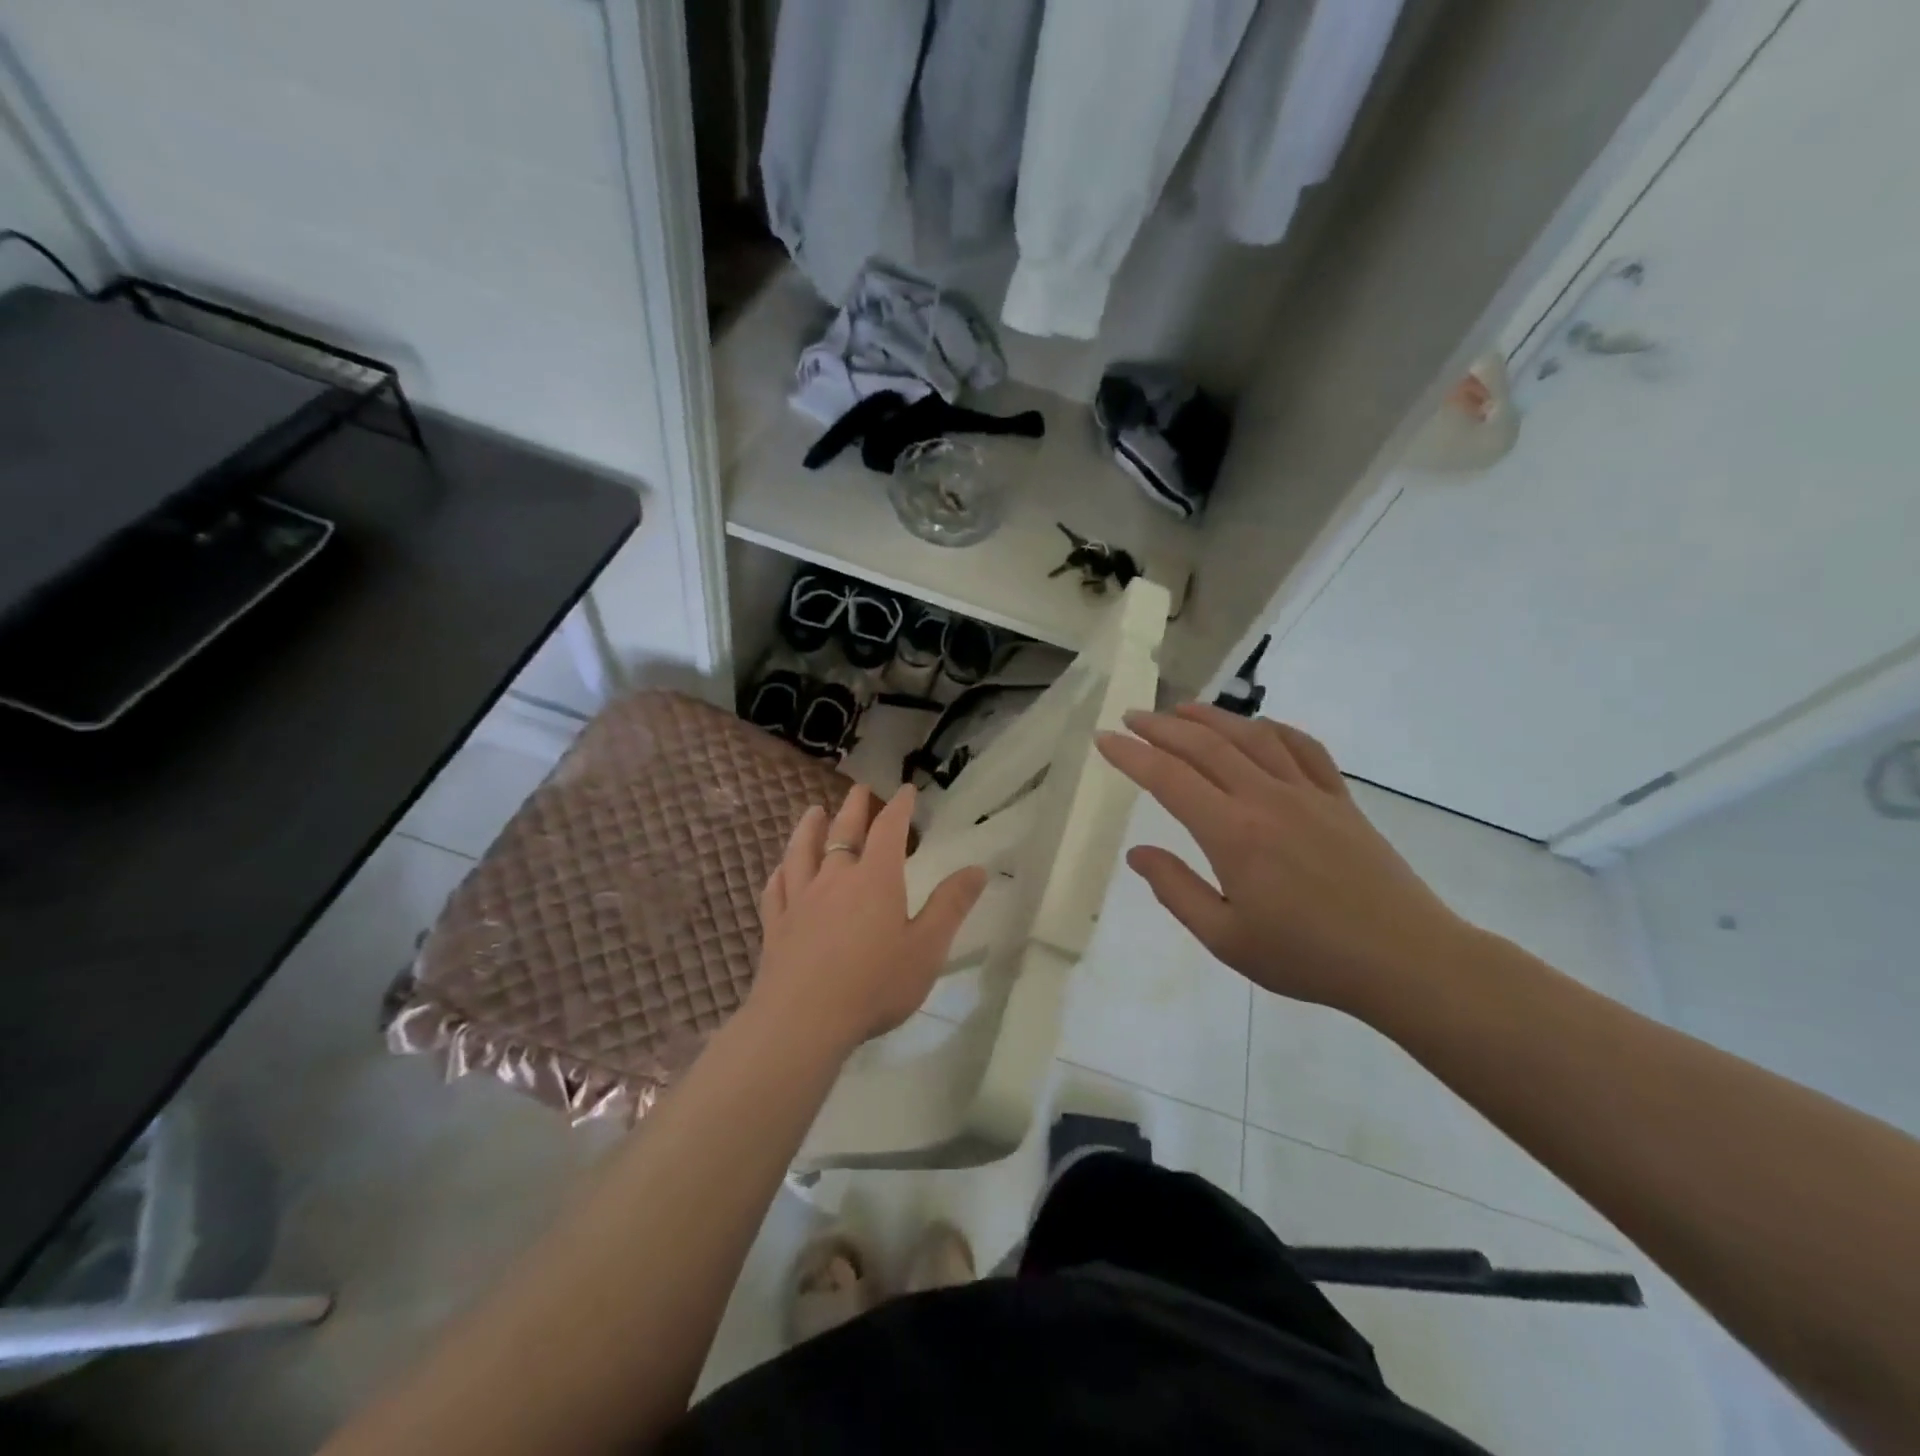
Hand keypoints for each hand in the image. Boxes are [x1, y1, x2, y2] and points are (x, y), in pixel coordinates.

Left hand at [747, 784, 987, 1059]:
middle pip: (844, 832)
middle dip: (854, 807)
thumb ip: (950, 906)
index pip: (889, 829)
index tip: (905, 790)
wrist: (802, 1021)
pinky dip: (780, 872)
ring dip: (810, 828)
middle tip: (859, 789)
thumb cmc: (874, 985)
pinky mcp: (775, 926)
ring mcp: (799, 900)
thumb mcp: (927, 948)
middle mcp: (835, 879)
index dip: (898, 807)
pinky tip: (780, 870)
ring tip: (814, 812)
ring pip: (802, 852)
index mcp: (875, 879)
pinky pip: (775, 889)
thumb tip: (977, 868)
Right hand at [1096, 704, 1472, 1018]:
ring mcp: (1308, 793)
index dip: (1131, 755)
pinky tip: (1257, 727)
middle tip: (1131, 717)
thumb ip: (1176, 890)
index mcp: (1233, 833)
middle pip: (1205, 746)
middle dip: (1160, 727)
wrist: (1406, 960)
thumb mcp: (1226, 938)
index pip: (1168, 779)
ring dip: (1211, 717)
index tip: (1103, 739)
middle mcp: (1266, 799)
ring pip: (1251, 736)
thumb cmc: (1308, 957)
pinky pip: (1303, 748)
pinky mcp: (1340, 798)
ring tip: (1181, 710)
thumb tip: (1137, 853)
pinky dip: (1273, 728)